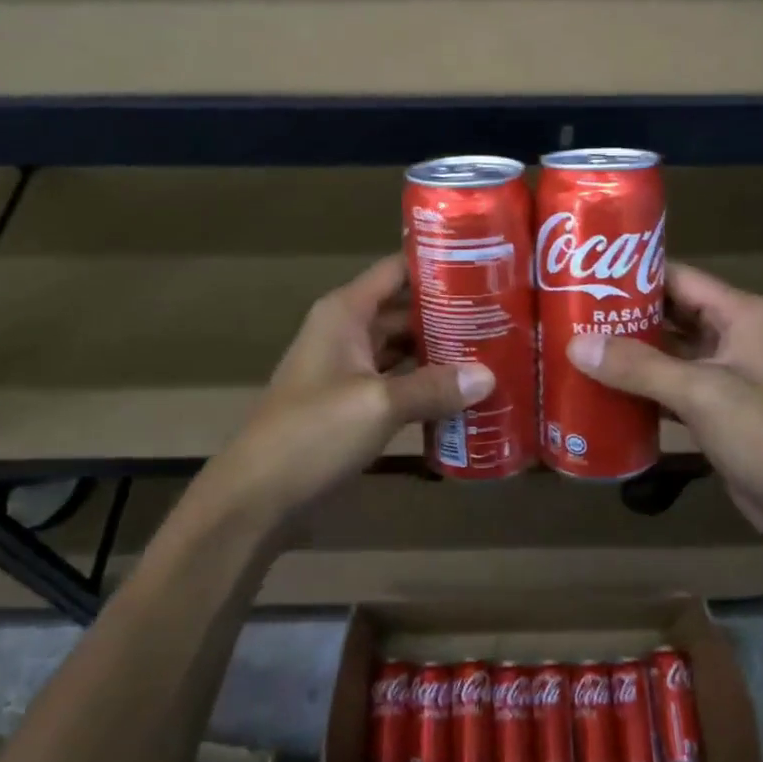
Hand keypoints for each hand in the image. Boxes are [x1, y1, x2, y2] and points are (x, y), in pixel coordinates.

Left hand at [197, 256, 492, 527]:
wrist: (258, 497)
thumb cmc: (312, 434)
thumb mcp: (379, 404)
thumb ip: (435, 387)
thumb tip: (489, 376)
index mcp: (346, 313)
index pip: (396, 270)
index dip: (437, 264)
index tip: (485, 265)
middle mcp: (347, 333)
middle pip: (406, 310)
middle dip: (450, 313)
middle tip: (503, 317)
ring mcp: (349, 371)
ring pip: (404, 349)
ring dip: (442, 352)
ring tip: (496, 350)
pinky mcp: (354, 405)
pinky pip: (399, 383)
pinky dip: (427, 386)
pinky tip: (464, 394)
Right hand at [566, 262, 762, 546]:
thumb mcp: (702, 392)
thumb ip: (639, 367)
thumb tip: (575, 345)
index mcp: (741, 315)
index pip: (678, 278)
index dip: (633, 274)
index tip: (582, 275)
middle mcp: (734, 337)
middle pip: (670, 315)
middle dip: (623, 316)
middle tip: (569, 316)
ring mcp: (727, 377)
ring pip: (668, 355)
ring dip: (629, 356)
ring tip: (575, 351)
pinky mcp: (718, 413)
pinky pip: (671, 390)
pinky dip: (641, 391)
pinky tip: (602, 394)